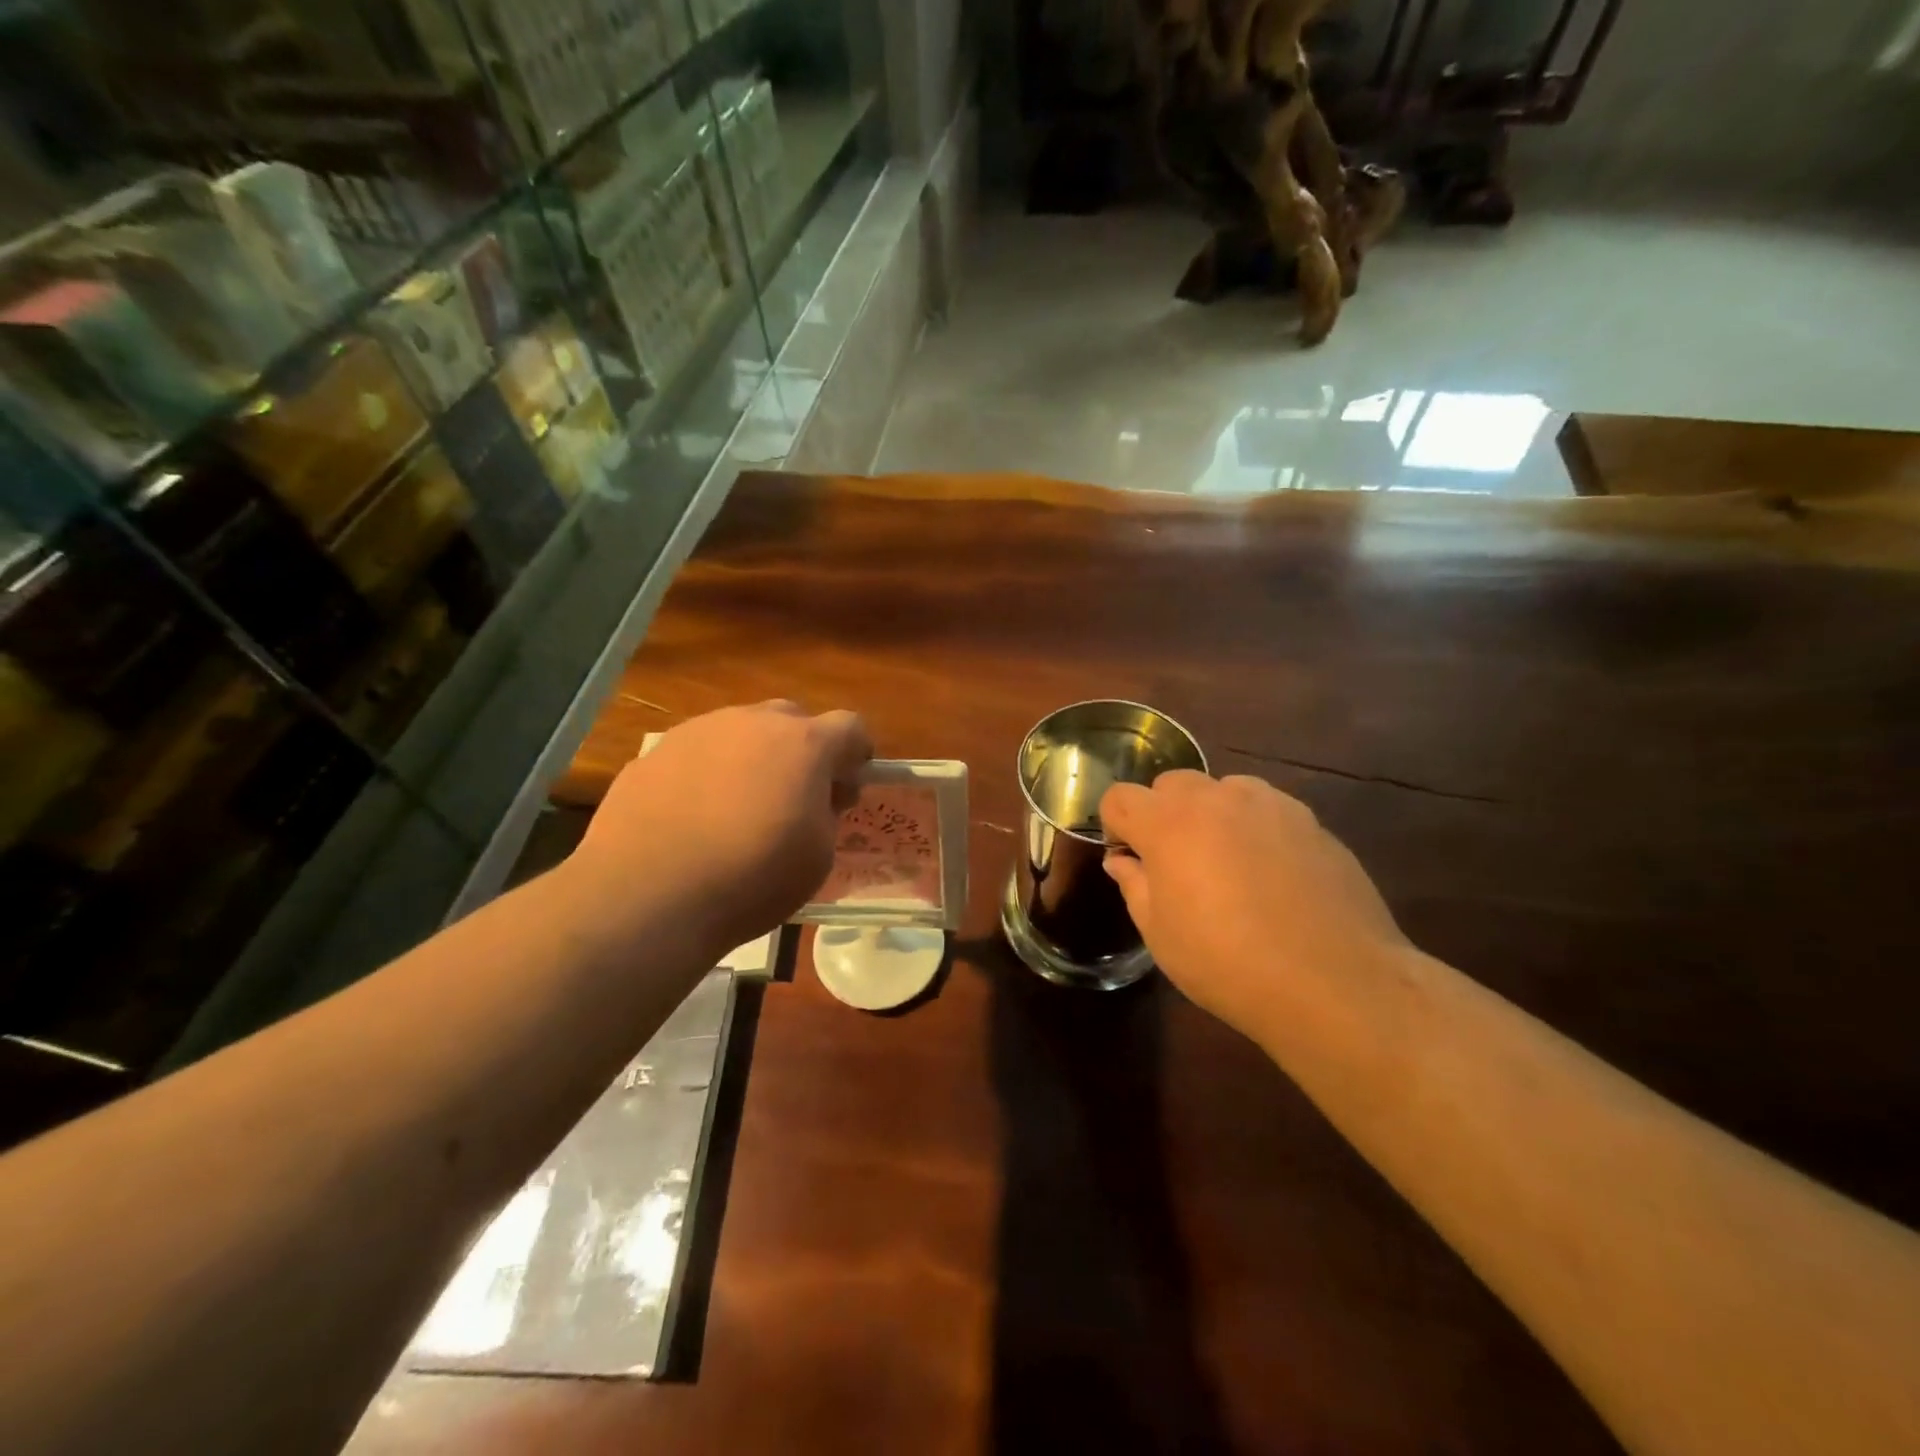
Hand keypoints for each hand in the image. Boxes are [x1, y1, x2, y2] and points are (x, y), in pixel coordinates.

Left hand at [571, 701, 871, 953]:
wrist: (647, 895)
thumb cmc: (751, 878)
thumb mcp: (818, 857)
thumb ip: (826, 814)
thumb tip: (815, 799)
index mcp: (804, 744)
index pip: (851, 726)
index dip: (857, 755)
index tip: (847, 789)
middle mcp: (752, 722)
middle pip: (793, 719)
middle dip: (804, 751)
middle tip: (796, 797)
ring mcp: (698, 731)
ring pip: (741, 732)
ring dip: (753, 758)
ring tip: (738, 809)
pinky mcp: (654, 753)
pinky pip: (698, 753)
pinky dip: (708, 775)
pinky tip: (694, 818)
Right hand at [1100, 772, 1407, 1047]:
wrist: (1333, 982)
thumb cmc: (1227, 963)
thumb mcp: (1160, 934)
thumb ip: (1135, 885)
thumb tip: (1124, 861)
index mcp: (1168, 823)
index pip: (1120, 797)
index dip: (1116, 826)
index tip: (1131, 859)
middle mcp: (1216, 799)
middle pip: (1171, 784)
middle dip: (1163, 813)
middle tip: (1176, 863)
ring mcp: (1269, 805)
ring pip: (1223, 790)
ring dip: (1212, 815)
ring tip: (1228, 863)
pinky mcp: (1310, 821)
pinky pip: (1267, 810)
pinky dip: (1255, 828)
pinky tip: (1272, 875)